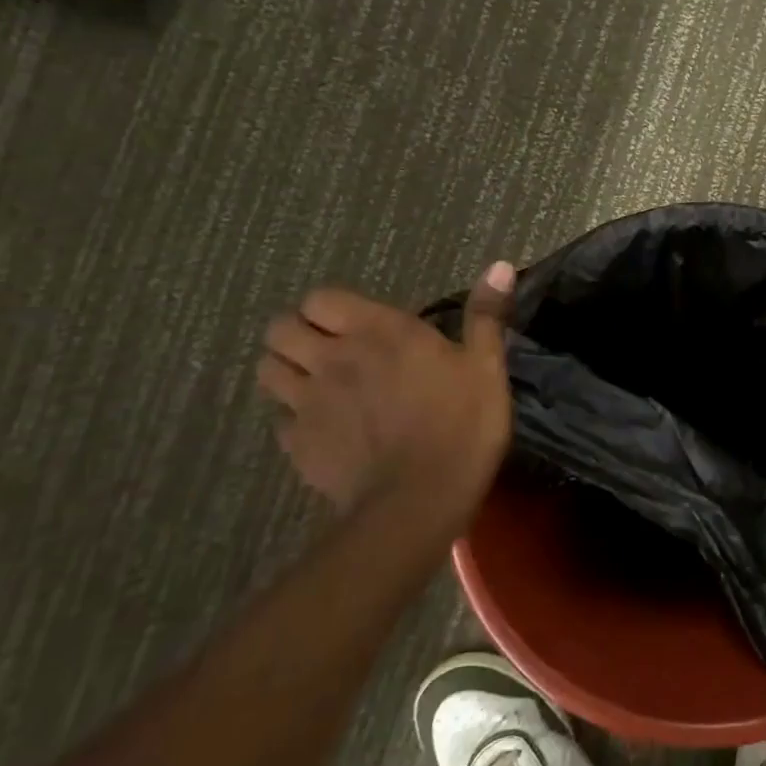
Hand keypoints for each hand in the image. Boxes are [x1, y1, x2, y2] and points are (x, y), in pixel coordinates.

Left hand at [256, 265, 515, 531]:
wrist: (421, 500)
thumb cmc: (462, 424)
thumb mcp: (486, 365)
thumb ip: (486, 315)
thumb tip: (499, 265)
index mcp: (377, 331)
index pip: (320, 299)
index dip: (331, 308)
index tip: (357, 323)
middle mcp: (331, 358)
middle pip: (279, 329)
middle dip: (297, 333)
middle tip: (329, 348)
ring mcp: (307, 403)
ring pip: (267, 370)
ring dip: (287, 369)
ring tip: (317, 383)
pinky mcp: (298, 444)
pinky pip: (279, 420)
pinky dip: (294, 418)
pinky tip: (324, 429)